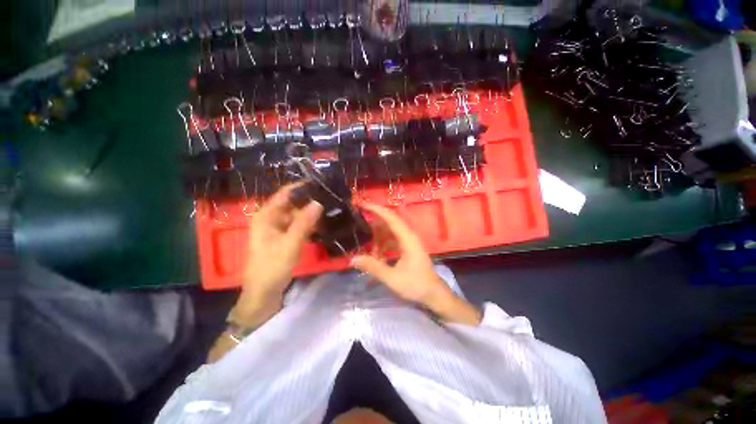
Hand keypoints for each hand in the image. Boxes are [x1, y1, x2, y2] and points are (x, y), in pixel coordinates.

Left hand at [234, 183, 322, 320]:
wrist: (264, 293)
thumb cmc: (271, 267)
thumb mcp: (289, 244)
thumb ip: (304, 223)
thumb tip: (318, 202)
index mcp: (266, 215)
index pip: (285, 194)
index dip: (302, 187)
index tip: (321, 183)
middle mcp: (272, 218)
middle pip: (293, 203)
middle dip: (310, 200)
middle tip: (331, 197)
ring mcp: (280, 227)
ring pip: (298, 214)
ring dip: (312, 212)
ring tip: (332, 206)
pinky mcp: (286, 236)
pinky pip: (300, 225)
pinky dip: (311, 223)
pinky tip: (324, 222)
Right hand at [350, 203, 455, 309]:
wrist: (433, 294)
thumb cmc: (416, 285)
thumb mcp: (392, 278)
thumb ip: (372, 267)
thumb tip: (352, 259)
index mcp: (407, 239)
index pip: (391, 218)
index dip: (376, 209)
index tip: (362, 204)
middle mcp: (408, 236)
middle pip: (389, 221)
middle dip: (374, 218)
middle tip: (358, 217)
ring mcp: (408, 241)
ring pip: (389, 231)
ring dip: (377, 236)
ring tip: (366, 245)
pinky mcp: (407, 247)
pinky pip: (392, 239)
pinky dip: (382, 244)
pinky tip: (376, 255)